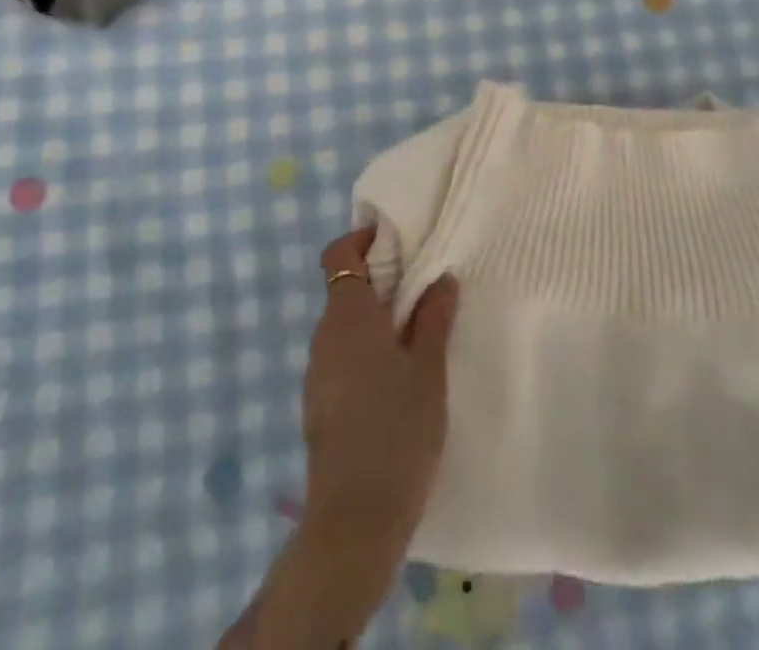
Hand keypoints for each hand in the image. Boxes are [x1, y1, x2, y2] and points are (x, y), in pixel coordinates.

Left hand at [304, 227, 458, 560]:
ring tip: (416, 333)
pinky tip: (396, 377)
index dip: (362, 239)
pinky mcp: (319, 403)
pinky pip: (341, 355)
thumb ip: (433, 317)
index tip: (396, 242)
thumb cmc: (397, 431)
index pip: (339, 253)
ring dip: (374, 317)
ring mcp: (317, 371)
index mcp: (347, 316)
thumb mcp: (428, 370)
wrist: (354, 520)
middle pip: (344, 287)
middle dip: (379, 279)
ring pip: (344, 324)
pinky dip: (365, 349)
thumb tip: (441, 278)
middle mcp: (323, 335)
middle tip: (422, 288)